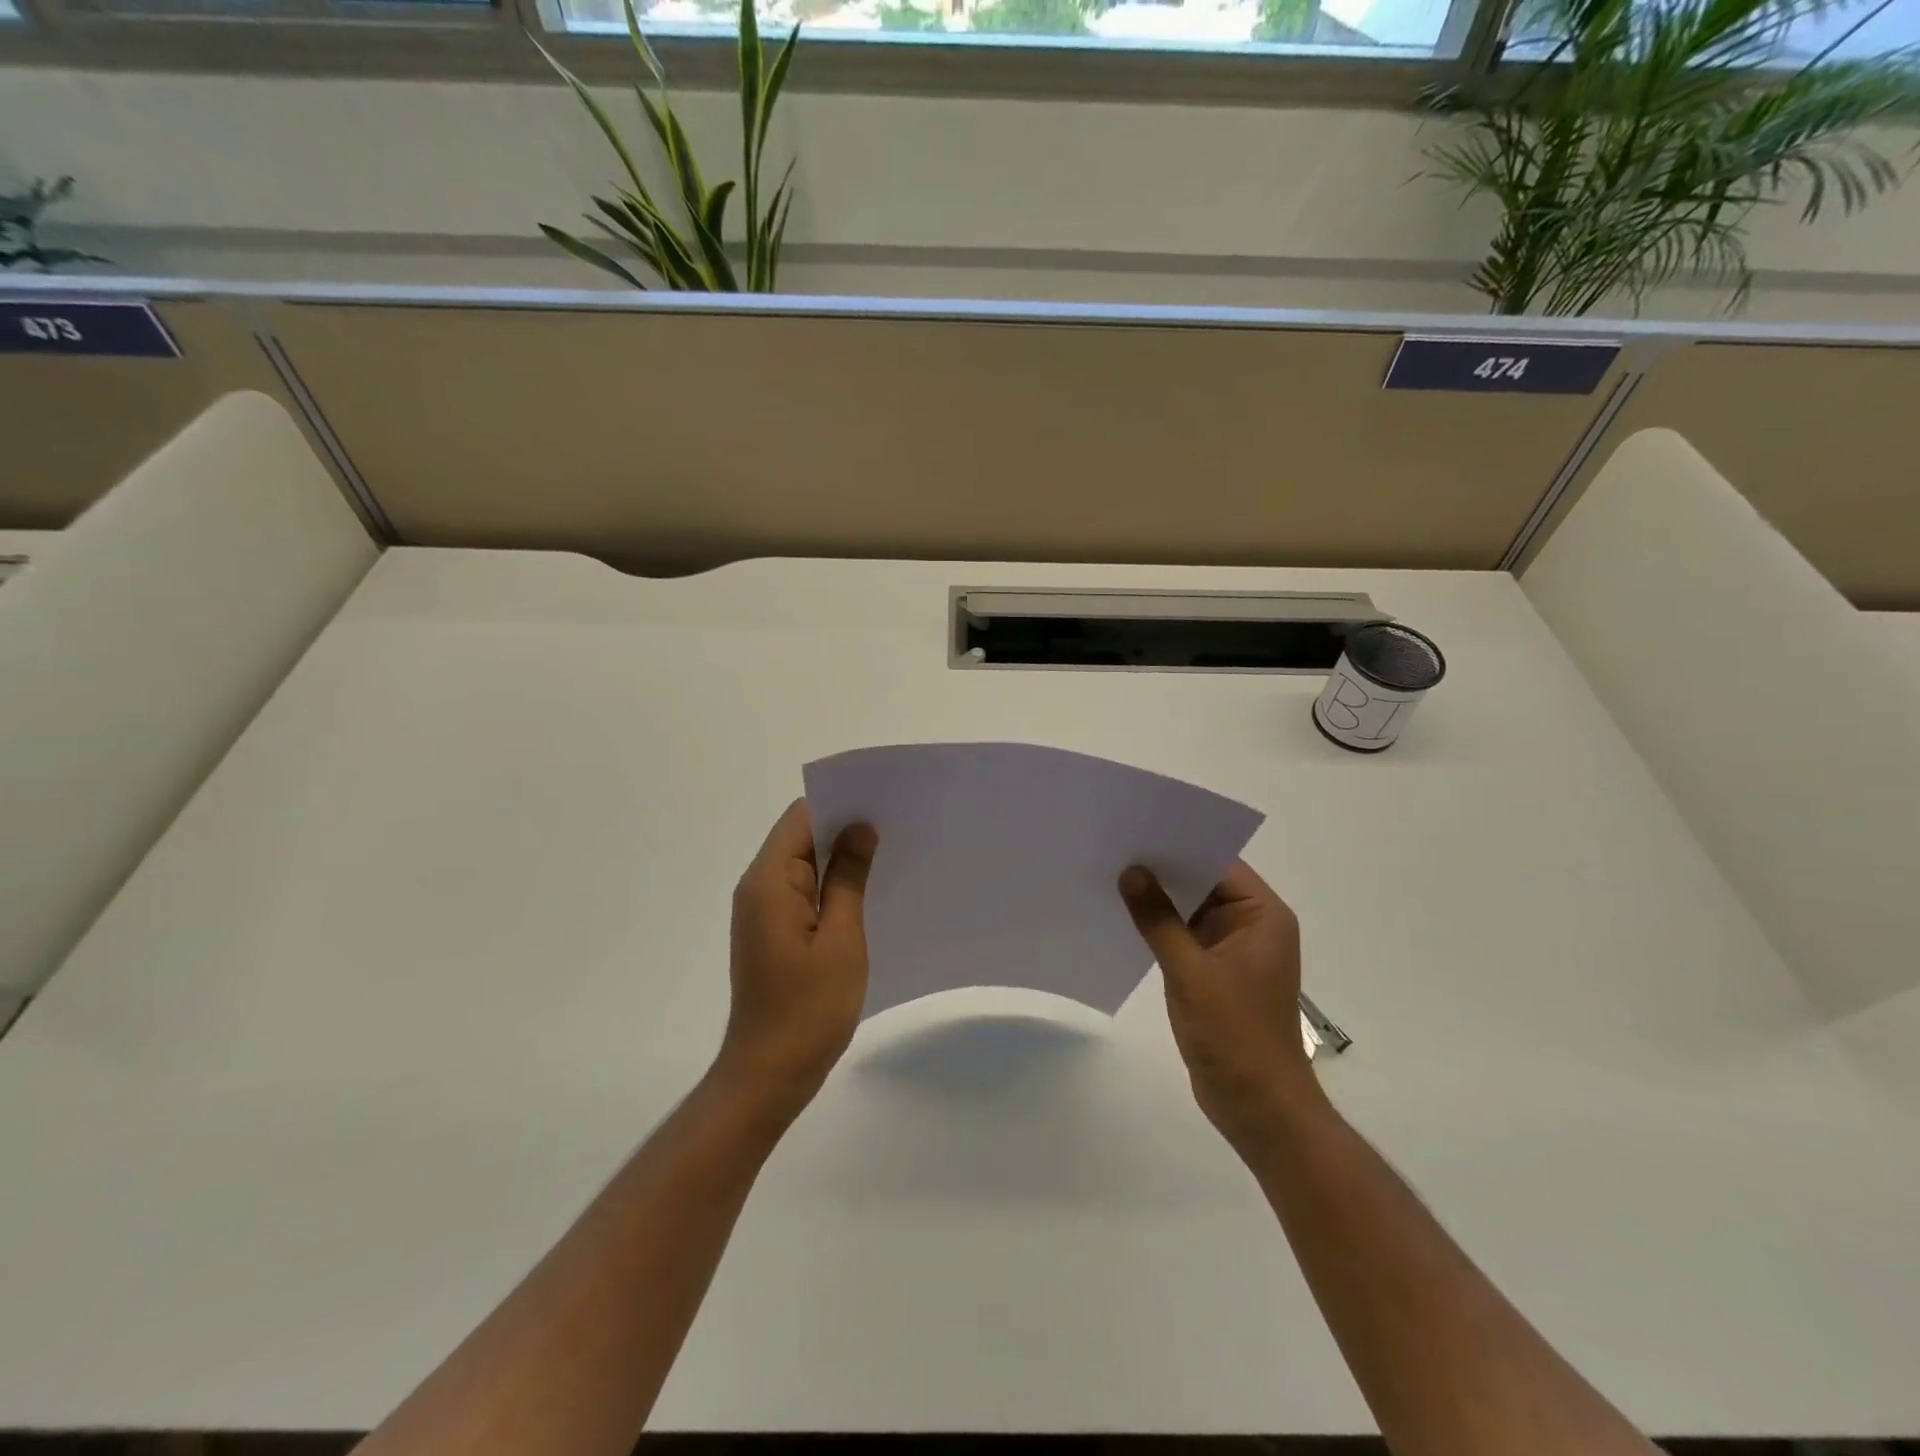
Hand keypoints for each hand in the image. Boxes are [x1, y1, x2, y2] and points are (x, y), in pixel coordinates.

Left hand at [716, 799, 877, 1121]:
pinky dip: (830, 883)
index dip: (840, 803)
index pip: (801, 817)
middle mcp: (758, 886)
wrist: (770, 1072)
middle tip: (895, 825)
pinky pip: (801, 889)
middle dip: (844, 826)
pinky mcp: (771, 930)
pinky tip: (865, 890)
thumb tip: (860, 827)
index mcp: (769, 881)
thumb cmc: (808, 1007)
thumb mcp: (841, 938)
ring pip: (803, 862)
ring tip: (889, 852)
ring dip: (839, 856)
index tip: (882, 802)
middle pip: (800, 835)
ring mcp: (762, 910)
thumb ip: (848, 877)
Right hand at [1119, 861, 1321, 1150]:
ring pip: (1191, 911)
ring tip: (1111, 876)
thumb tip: (1130, 871)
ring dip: (1158, 901)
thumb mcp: (1190, 972)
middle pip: (1204, 884)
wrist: (1258, 1108)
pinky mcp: (1215, 975)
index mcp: (1263, 916)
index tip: (1136, 831)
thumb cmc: (1235, 1034)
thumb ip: (1158, 919)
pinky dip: (1160, 928)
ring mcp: (1233, 951)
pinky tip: (1125, 918)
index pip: (1219, 864)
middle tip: (1114, 849)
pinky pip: (1184, 938)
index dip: (1179, 846)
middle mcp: (1252, 926)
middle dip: (1162, 872)